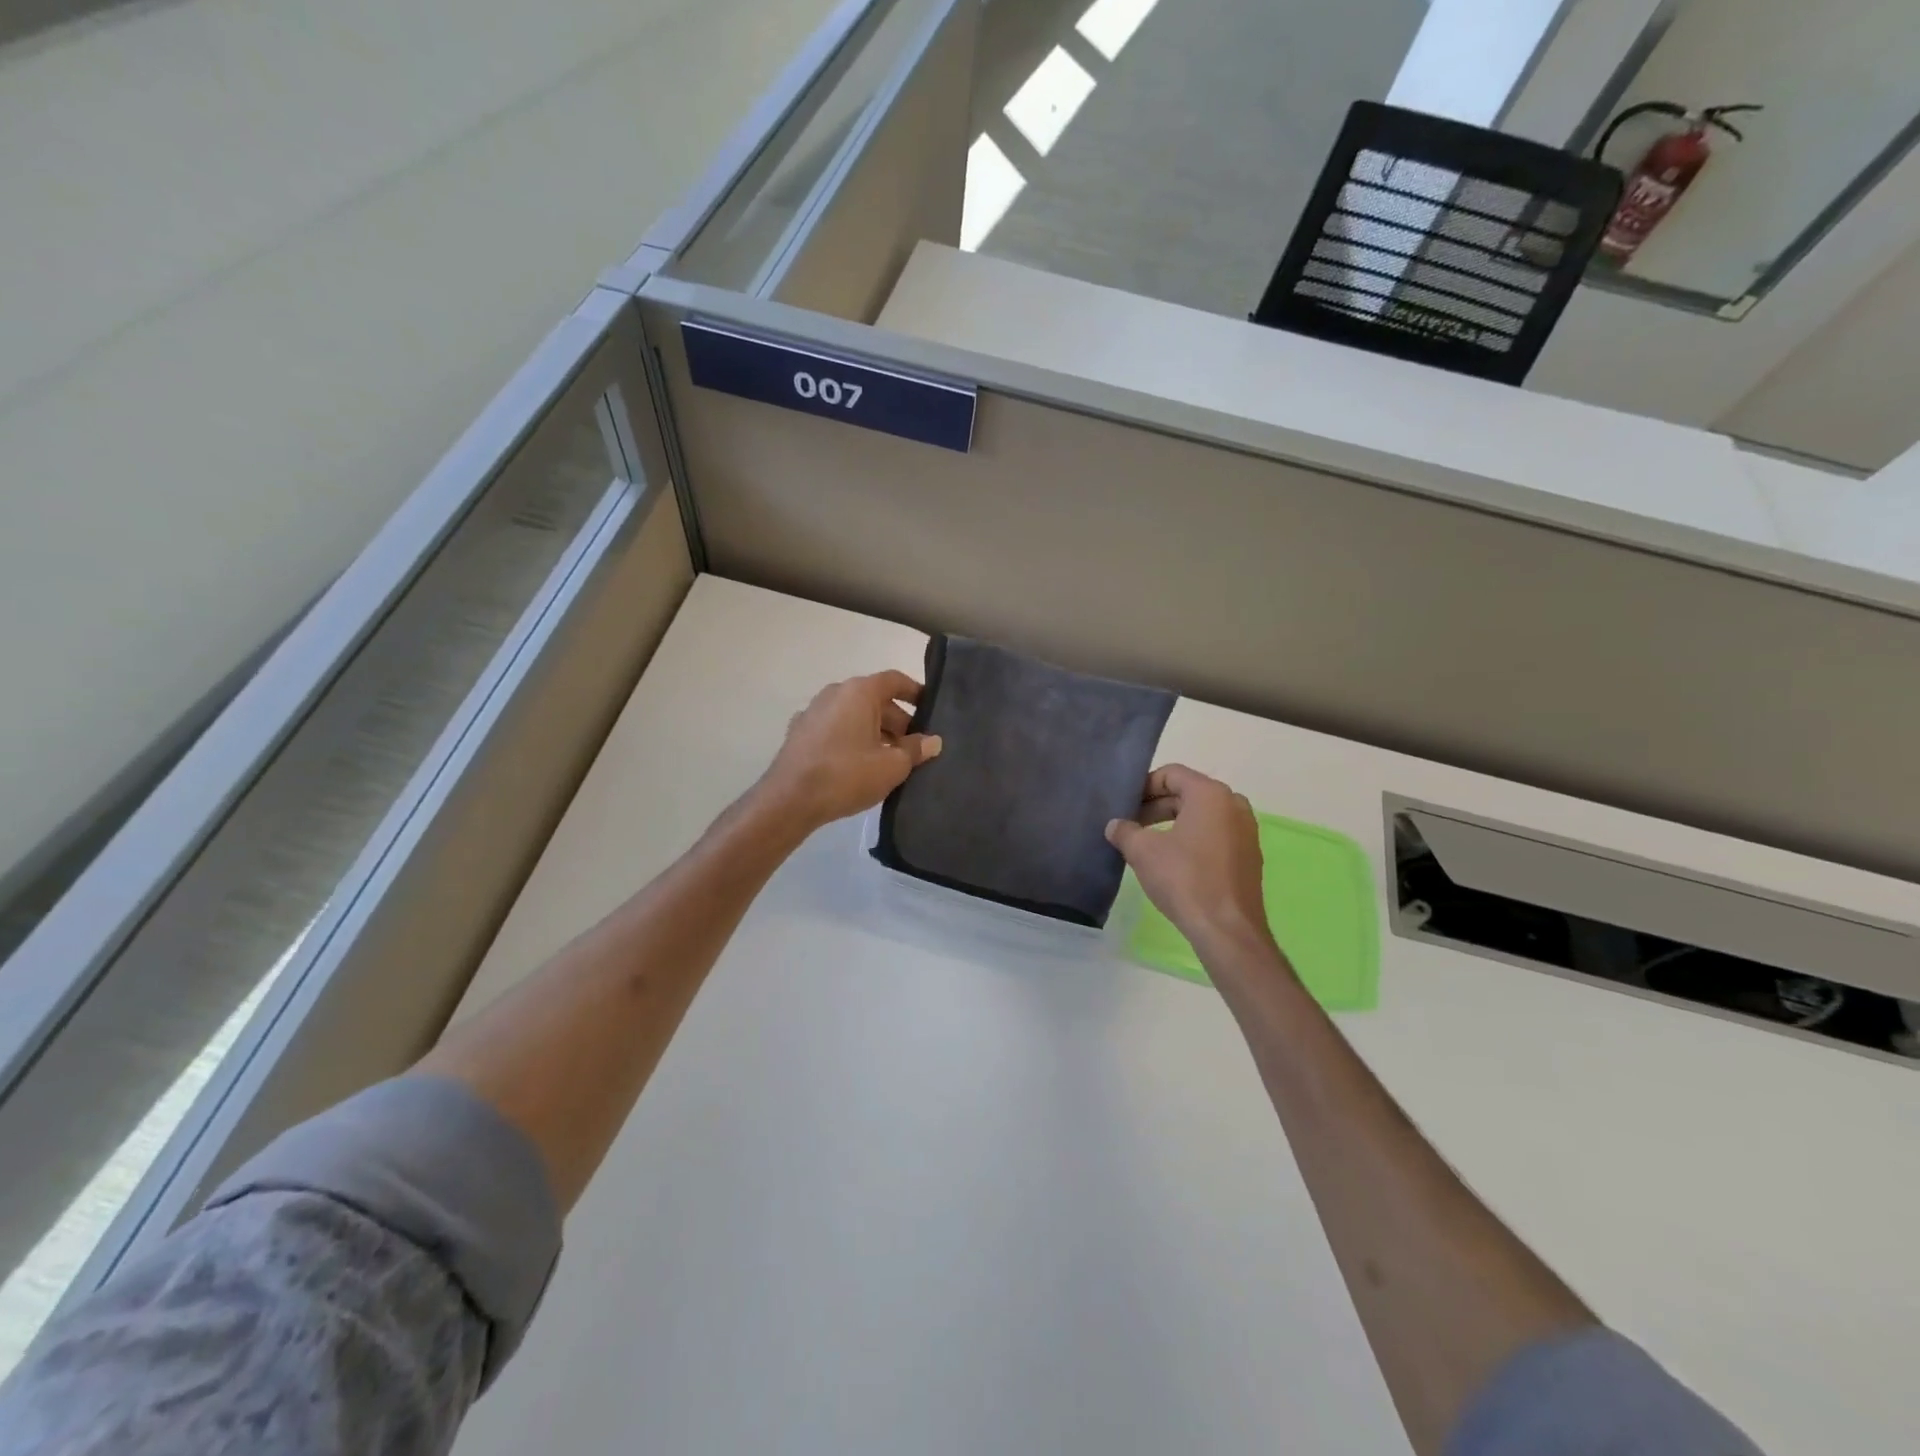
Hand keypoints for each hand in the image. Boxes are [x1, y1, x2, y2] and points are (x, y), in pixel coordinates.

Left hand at [756, 671, 941, 832]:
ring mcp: (814, 711)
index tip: (931, 709)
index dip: (916, 692)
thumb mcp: (892, 766)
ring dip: (876, 731)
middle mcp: (835, 693)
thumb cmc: (847, 775)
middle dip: (898, 720)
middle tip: (916, 746)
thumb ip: (915, 750)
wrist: (790, 800)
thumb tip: (933, 741)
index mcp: (859, 692)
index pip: (895, 680)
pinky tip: (860, 765)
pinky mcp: (800, 733)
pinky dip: (852, 739)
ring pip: (855, 715)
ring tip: (892, 759)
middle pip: (875, 699)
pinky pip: (836, 728)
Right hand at [1106, 765, 1274, 959]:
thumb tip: (1115, 826)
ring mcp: (1246, 831)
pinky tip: (1171, 861)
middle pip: (1187, 793)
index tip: (1124, 805)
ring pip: (1201, 815)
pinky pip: (1215, 835)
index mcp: (1211, 794)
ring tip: (1146, 843)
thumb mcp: (1143, 851)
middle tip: (1130, 825)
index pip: (1171, 774)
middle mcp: (1234, 805)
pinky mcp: (1248, 856)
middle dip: (1156, 806)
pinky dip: (1191, 839)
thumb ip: (1125, 831)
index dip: (1143, 787)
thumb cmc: (1184, 879)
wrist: (1227, 929)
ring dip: (1172, 823)